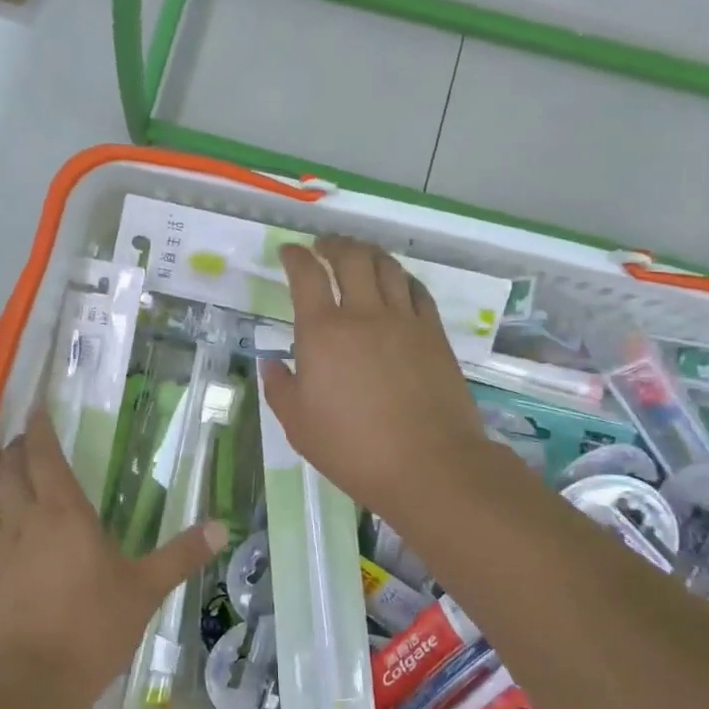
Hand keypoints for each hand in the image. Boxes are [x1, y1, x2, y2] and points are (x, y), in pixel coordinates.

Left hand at [0, 411, 226, 699]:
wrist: (33, 682)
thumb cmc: (94, 627)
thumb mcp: (146, 590)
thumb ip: (182, 554)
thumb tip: (222, 527)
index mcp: (64, 511)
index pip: (44, 454)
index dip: (39, 428)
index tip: (38, 409)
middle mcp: (26, 518)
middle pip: (10, 468)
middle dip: (17, 447)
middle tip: (28, 440)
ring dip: (0, 477)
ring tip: (12, 473)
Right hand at [259, 238, 505, 527]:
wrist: (430, 465)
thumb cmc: (353, 448)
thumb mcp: (298, 425)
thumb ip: (280, 388)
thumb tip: (273, 364)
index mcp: (323, 332)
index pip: (306, 276)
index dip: (295, 257)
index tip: (289, 252)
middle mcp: (364, 314)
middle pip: (351, 257)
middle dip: (333, 244)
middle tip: (323, 245)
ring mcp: (405, 321)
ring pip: (387, 267)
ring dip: (368, 252)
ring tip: (358, 254)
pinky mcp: (434, 334)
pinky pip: (417, 291)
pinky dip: (401, 278)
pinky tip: (397, 283)